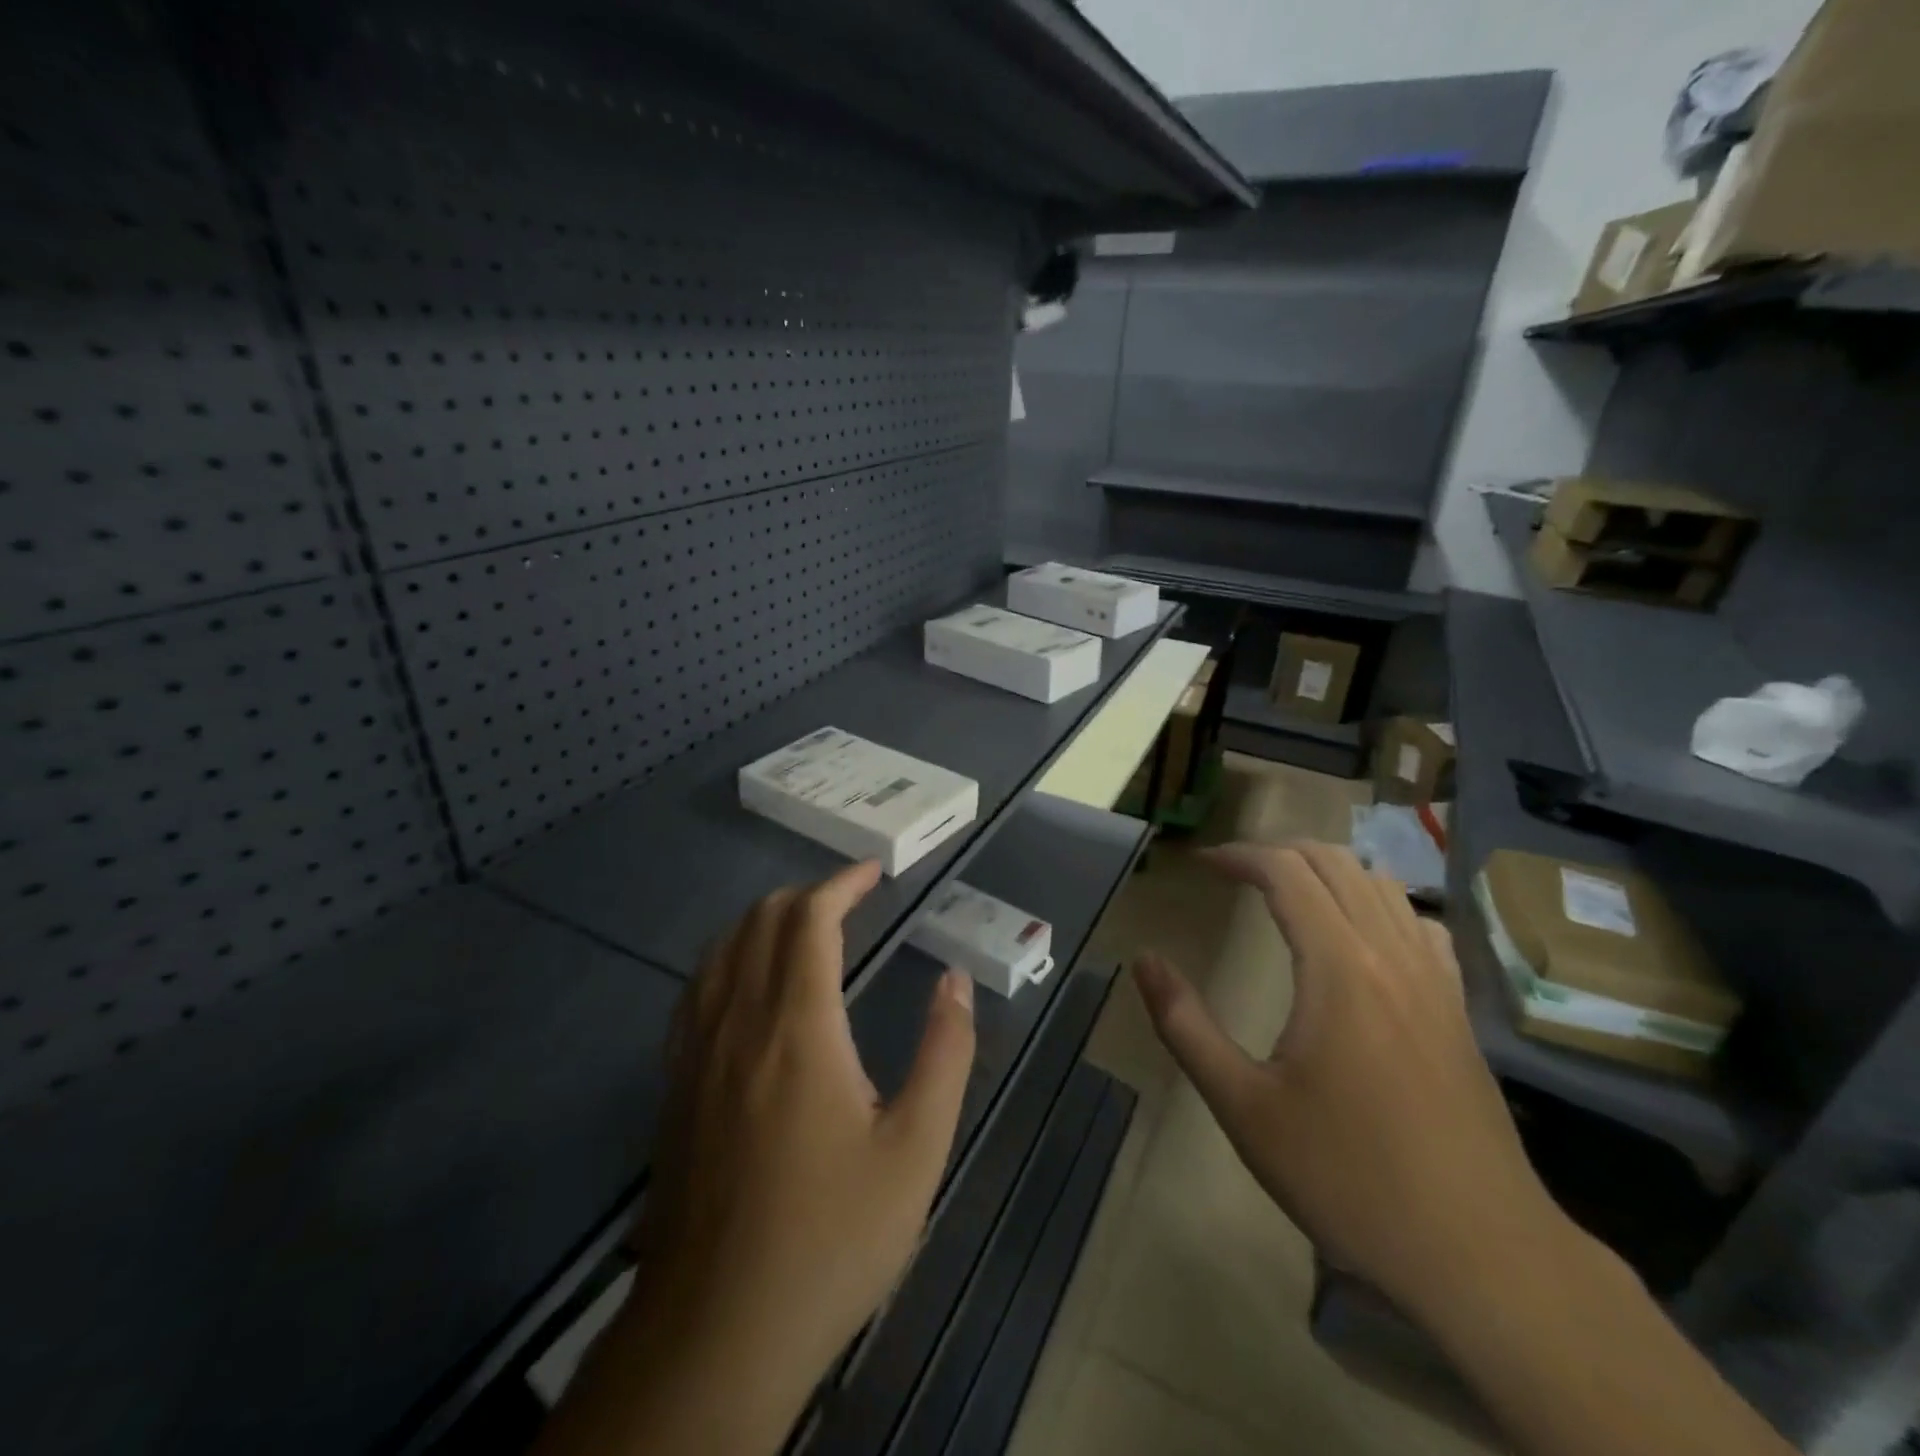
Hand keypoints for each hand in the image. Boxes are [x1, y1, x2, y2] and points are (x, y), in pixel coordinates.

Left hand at [537, 860, 976, 1455]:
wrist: (717, 1331)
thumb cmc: (831, 1236)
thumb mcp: (915, 1149)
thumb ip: (944, 1054)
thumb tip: (956, 982)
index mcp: (798, 1027)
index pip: (809, 920)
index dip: (842, 883)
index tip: (874, 872)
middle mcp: (739, 1022)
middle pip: (760, 922)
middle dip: (806, 895)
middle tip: (850, 900)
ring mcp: (696, 1053)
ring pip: (721, 951)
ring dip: (764, 921)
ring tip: (805, 927)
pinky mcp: (674, 1086)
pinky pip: (696, 991)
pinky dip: (728, 959)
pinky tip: (748, 983)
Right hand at [1133, 841, 1563, 1326]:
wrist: (1480, 1255)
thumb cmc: (1347, 1176)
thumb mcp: (1243, 1106)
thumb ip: (1185, 1025)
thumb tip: (1145, 961)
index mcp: (1337, 967)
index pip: (1286, 872)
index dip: (1239, 855)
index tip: (1202, 864)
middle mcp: (1391, 954)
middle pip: (1335, 864)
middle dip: (1278, 853)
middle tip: (1235, 871)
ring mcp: (1435, 981)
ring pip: (1383, 886)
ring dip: (1328, 871)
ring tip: (1287, 890)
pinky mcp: (1459, 1011)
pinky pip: (1421, 925)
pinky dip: (1381, 905)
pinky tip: (1362, 935)